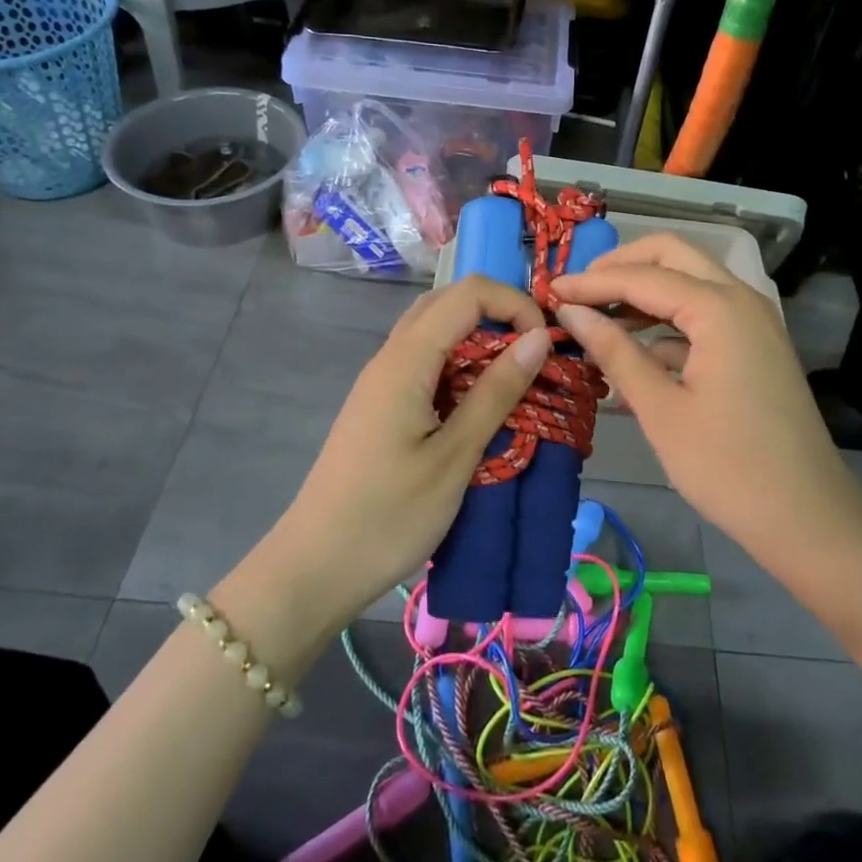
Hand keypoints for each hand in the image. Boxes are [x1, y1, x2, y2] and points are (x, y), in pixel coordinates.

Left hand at [257, 277, 554, 630]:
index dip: (514, 304)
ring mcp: (381, 380)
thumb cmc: (389, 516)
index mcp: (406, 360)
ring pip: (434, 330)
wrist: (315, 567)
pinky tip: (478, 401)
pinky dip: (459, 363)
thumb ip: (496, 392)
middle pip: (448, 302)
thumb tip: (538, 338)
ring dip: (478, 338)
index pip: (468, 294)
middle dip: (498, 314)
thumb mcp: (454, 457)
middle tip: (534, 354)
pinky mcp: (380, 404)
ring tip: (514, 376)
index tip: (545, 345)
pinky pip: (424, 360)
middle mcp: (390, 357)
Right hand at [550, 235, 861, 567]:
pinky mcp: (756, 346)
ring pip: (691, 282)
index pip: (643, 276)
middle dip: (622, 267)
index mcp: (719, 308)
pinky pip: (705, 315)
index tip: (550, 291)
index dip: (592, 282)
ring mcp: (754, 321)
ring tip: (598, 320)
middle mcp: (741, 299)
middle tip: (580, 292)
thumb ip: (615, 351)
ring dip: (644, 292)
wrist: (808, 518)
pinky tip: (635, 353)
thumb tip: (572, 312)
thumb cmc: (727, 467)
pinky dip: (668, 322)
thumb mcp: (660, 409)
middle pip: (673, 256)